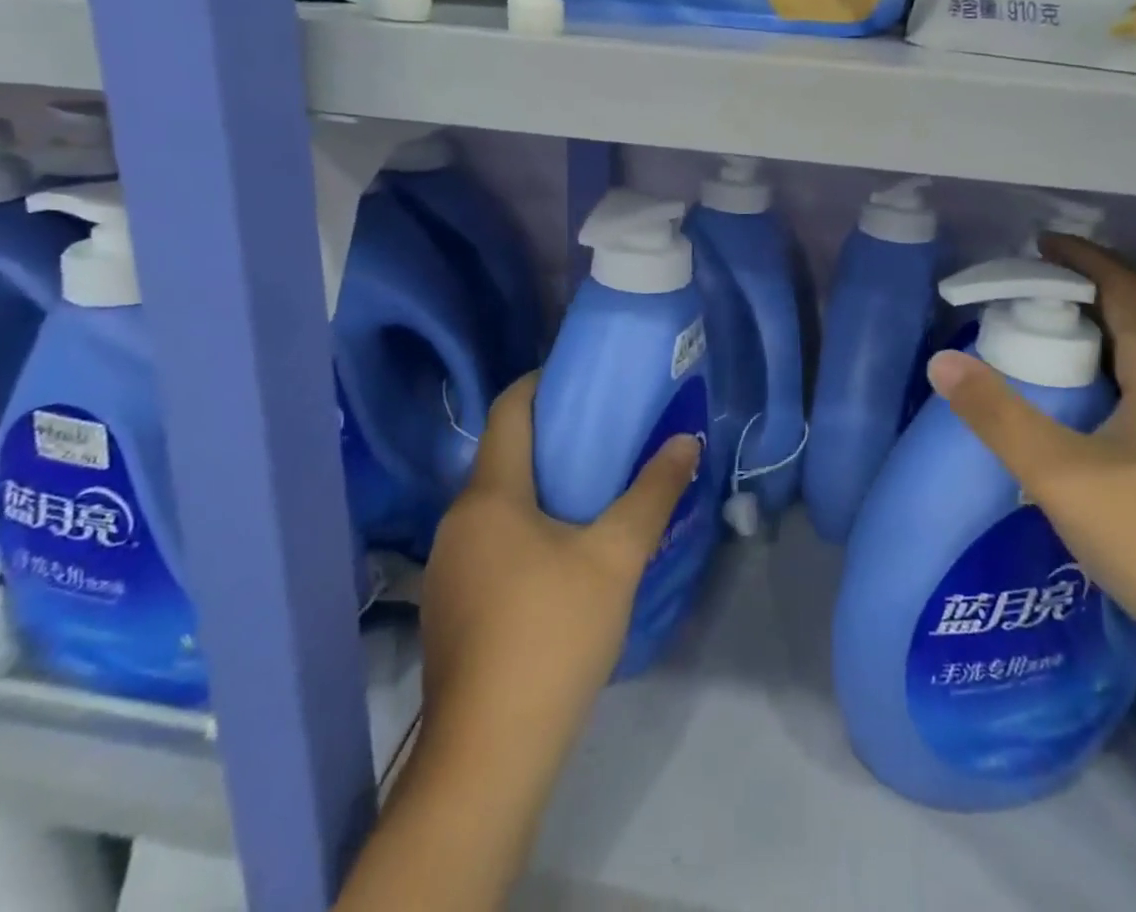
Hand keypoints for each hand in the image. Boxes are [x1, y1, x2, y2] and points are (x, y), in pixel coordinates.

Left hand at [341, 375, 701, 911]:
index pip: (509, 410)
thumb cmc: (551, 635)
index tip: (584, 378)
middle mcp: (458, 520)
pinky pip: (492, 540)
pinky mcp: (453, 605)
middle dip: (554, 437)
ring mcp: (449, 566)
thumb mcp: (615, 557)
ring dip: (542, 486)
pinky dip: (527, 526)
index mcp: (489, 495)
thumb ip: (653, 493)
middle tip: (607, 434)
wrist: (488, 757)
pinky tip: (564, 553)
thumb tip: (686, 441)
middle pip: (505, 455)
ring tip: (595, 489)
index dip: (542, 382)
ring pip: (498, 502)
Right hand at [924, 234, 1135, 669]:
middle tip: (1036, 295)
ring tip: (1061, 348)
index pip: (1126, 290)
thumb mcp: (1061, 475)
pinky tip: (1101, 416)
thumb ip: (997, 415)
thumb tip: (942, 361)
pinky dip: (1124, 377)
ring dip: (1110, 339)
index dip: (1085, 260)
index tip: (1043, 244)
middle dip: (1091, 295)